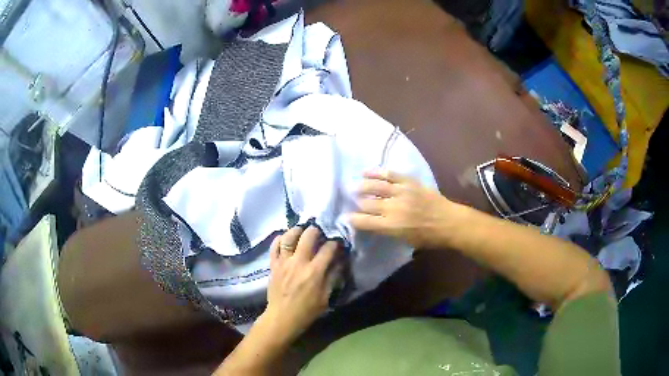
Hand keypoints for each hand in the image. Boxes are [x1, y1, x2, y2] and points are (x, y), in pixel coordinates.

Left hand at [263, 226, 341, 341]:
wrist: (282, 318)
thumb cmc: (307, 310)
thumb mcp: (325, 297)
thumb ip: (333, 277)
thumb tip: (340, 261)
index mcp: (314, 272)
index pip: (328, 249)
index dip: (335, 243)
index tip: (337, 242)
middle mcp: (298, 263)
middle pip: (308, 236)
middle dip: (316, 230)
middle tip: (320, 231)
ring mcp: (284, 262)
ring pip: (288, 237)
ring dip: (297, 230)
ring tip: (303, 230)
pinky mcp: (273, 265)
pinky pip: (274, 247)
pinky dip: (279, 239)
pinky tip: (285, 237)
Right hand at [350, 170, 453, 248]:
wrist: (449, 222)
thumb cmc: (428, 237)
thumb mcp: (405, 241)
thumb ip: (388, 231)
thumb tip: (374, 224)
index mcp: (391, 226)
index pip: (365, 221)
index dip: (352, 219)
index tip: (345, 217)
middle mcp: (393, 208)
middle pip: (367, 203)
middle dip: (357, 203)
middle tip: (351, 201)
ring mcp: (401, 192)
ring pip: (376, 186)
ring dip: (362, 186)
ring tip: (354, 186)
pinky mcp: (409, 182)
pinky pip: (390, 174)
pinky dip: (377, 172)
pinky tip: (367, 171)